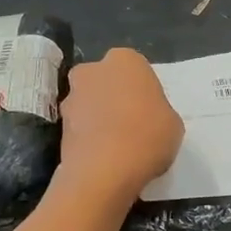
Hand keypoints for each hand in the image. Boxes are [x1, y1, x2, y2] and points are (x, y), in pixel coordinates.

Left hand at [59, 48, 183, 204]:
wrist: (104, 170)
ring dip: (98, 118)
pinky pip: (79, 126)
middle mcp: (92, 70)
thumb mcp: (173, 123)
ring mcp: (70, 96)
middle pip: (106, 82)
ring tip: (115, 146)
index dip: (143, 93)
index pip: (136, 71)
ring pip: (89, 103)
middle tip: (131, 125)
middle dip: (114, 98)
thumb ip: (158, 111)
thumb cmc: (147, 137)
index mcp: (125, 60)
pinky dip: (87, 137)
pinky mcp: (58, 124)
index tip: (150, 113)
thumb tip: (146, 117)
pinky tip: (102, 157)